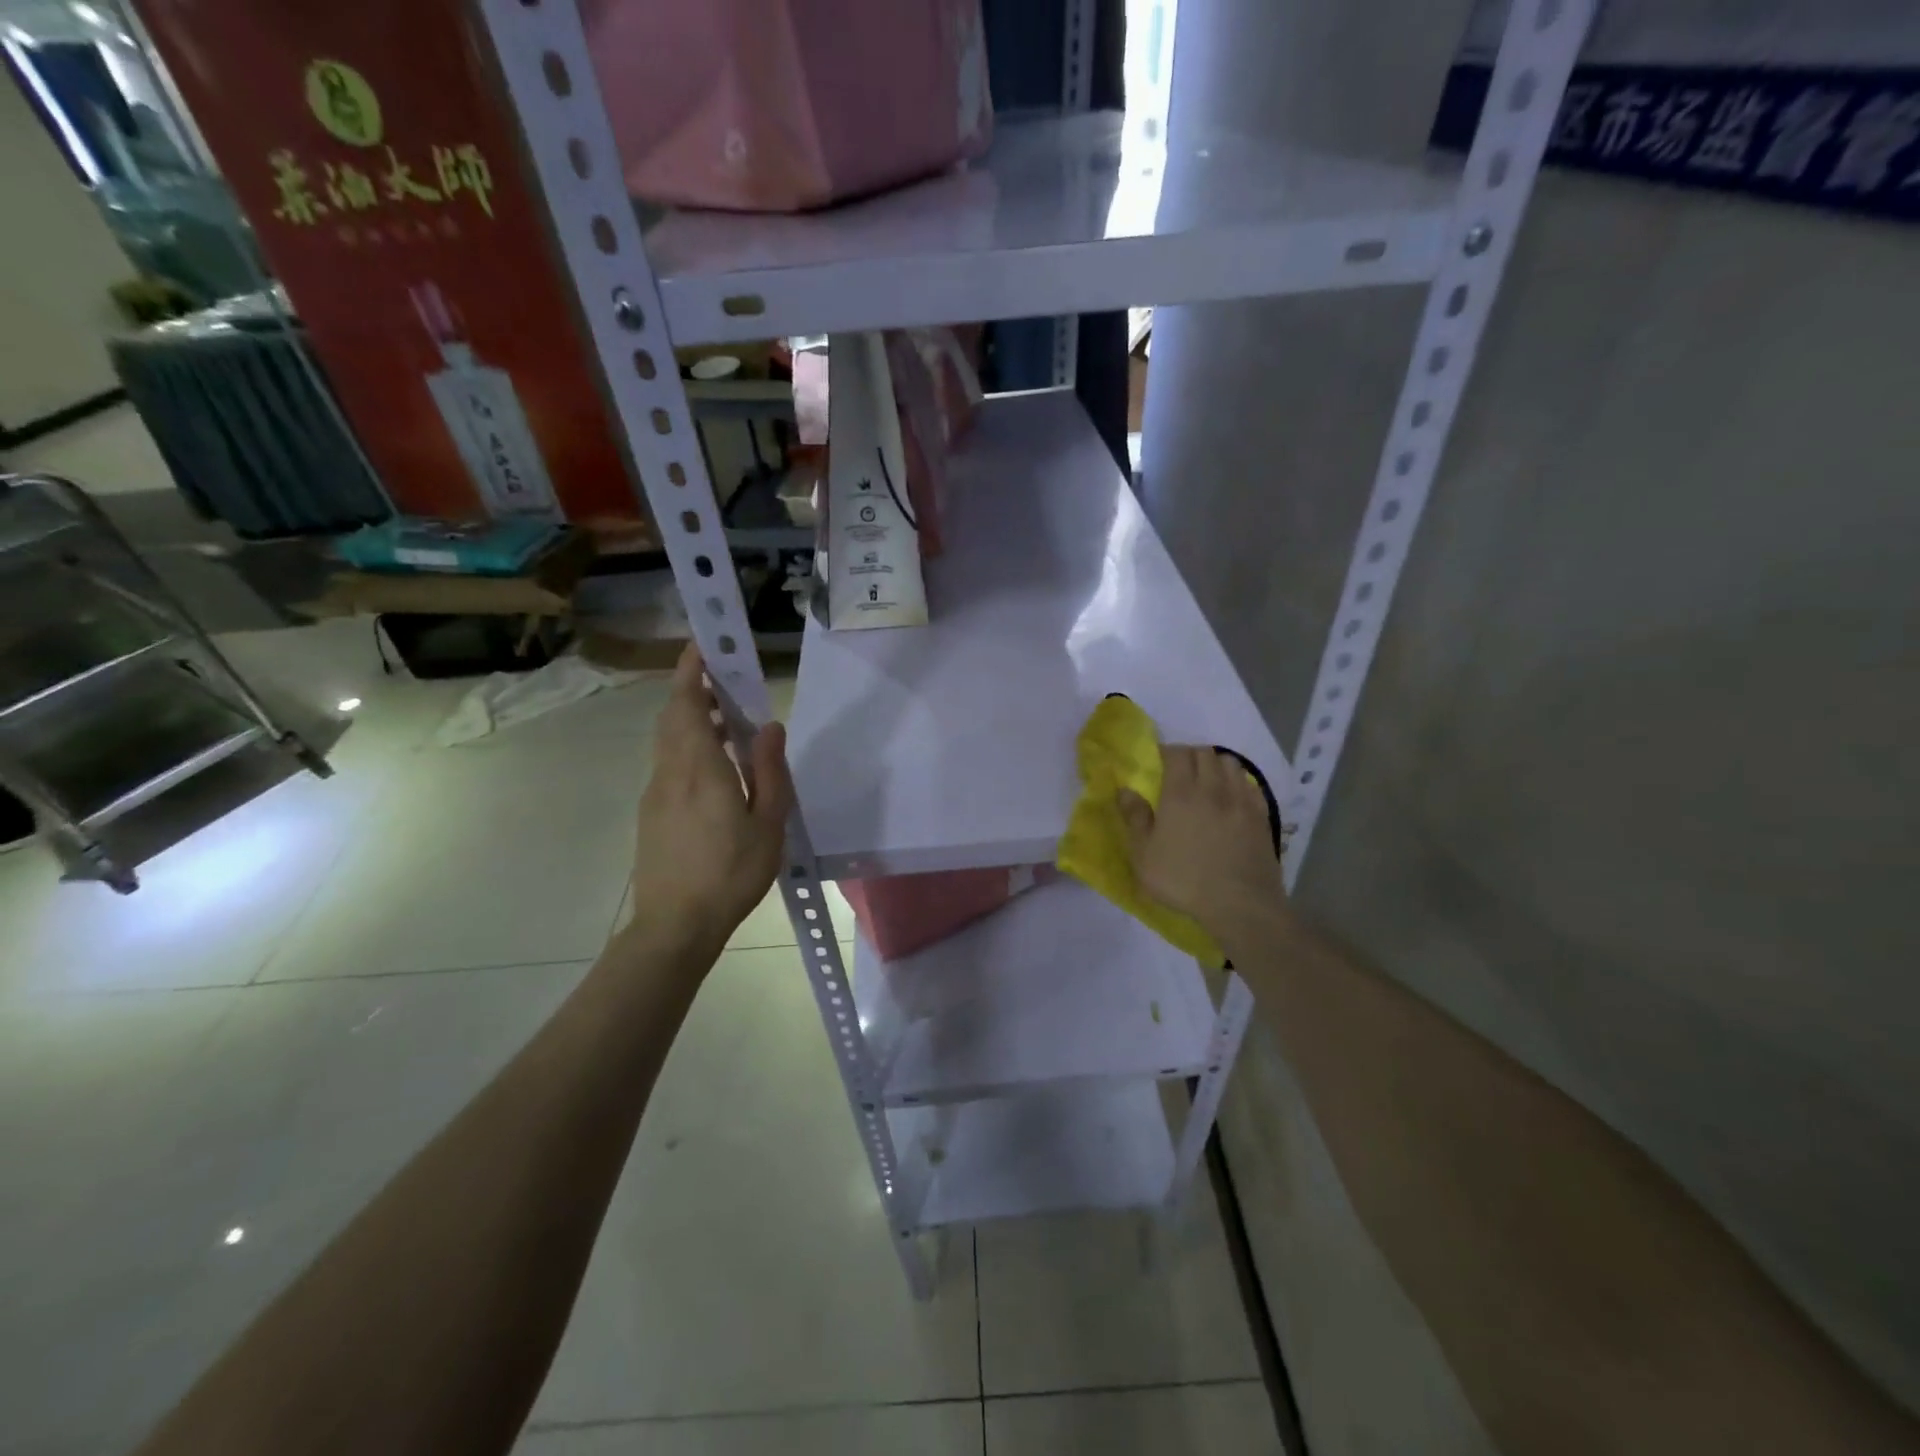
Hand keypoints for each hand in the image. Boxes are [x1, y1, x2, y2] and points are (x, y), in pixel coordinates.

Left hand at [629, 643, 793, 952]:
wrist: (676, 925)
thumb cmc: (730, 873)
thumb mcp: (767, 823)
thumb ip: (768, 770)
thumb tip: (769, 726)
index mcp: (700, 769)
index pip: (685, 704)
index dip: (690, 671)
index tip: (703, 645)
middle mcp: (670, 772)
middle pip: (673, 717)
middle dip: (692, 689)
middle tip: (723, 680)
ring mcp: (656, 793)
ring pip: (668, 740)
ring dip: (689, 718)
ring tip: (725, 721)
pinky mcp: (652, 813)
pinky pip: (668, 763)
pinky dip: (687, 746)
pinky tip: (715, 767)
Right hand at [1118, 745, 1288, 946]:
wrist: (1240, 903)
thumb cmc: (1183, 879)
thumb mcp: (1144, 855)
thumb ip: (1135, 818)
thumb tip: (1125, 790)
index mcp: (1181, 793)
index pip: (1177, 753)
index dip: (1167, 751)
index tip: (1159, 760)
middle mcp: (1213, 788)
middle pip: (1205, 753)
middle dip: (1190, 755)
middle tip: (1180, 770)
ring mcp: (1241, 801)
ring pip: (1231, 764)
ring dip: (1216, 764)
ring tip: (1208, 780)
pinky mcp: (1261, 816)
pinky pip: (1250, 785)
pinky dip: (1238, 782)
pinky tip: (1232, 797)